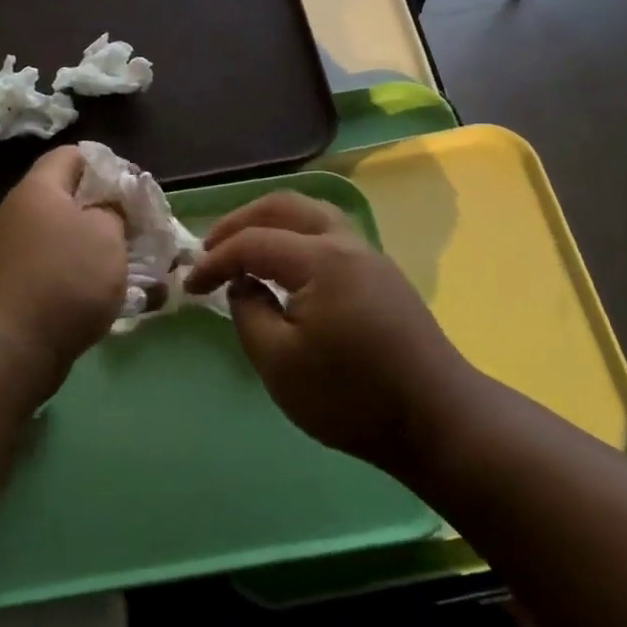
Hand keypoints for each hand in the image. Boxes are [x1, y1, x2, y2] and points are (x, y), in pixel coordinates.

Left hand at [0, 146, 127, 397]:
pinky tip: (113, 301)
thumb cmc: (64, 279)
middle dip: (112, 215)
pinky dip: (86, 281)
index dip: (109, 165)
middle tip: (144, 233)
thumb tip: (109, 208)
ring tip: (139, 271)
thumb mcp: (107, 235)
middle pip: (72, 200)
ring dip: (103, 253)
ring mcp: (16, 254)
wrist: (9, 350)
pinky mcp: (19, 290)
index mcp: (39, 189)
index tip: (137, 191)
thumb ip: (115, 210)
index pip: (73, 155)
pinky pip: (60, 273)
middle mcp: (22, 215)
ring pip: (69, 241)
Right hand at [185, 192, 458, 467]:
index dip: (215, 261)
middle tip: (210, 249)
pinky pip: (330, 234)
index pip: (254, 242)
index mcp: (321, 259)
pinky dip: (296, 236)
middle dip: (240, 222)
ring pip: (312, 214)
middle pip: (285, 206)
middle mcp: (346, 243)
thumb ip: (249, 314)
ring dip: (271, 223)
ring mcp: (370, 256)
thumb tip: (243, 285)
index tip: (189, 287)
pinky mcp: (382, 275)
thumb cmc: (351, 396)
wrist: (437, 420)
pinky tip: (285, 266)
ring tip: (244, 249)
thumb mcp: (279, 364)